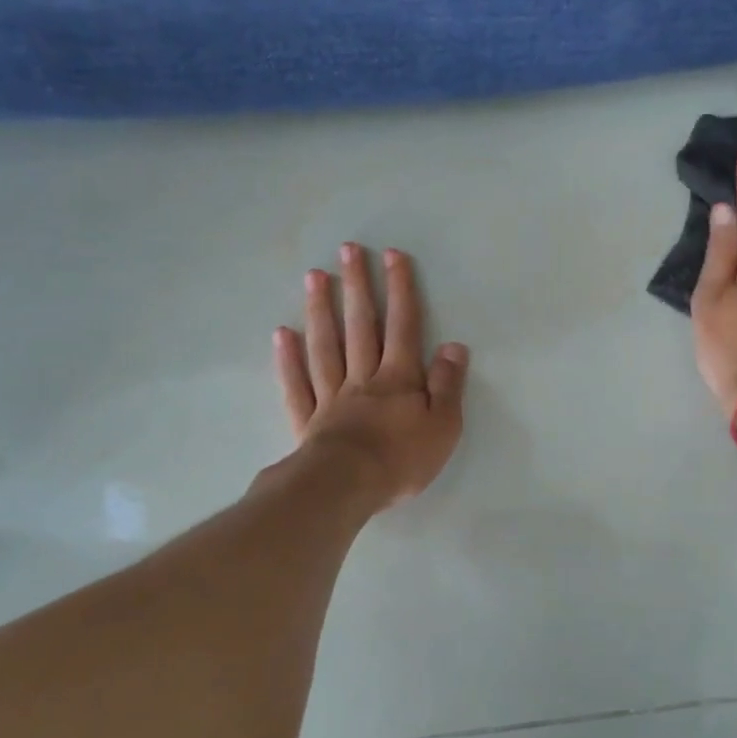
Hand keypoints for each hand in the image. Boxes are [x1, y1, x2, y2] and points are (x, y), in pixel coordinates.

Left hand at [274, 244, 468, 507]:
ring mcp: (331, 396)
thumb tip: (453, 346)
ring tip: (315, 276)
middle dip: (357, 286)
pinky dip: (289, 359)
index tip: (393, 255)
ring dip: (321, 309)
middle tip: (348, 250)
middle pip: (360, 326)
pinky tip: (283, 334)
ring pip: (325, 346)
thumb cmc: (401, 459)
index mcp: (398, 379)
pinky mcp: (308, 420)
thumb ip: (448, 385)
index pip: (403, 326)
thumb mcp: (443, 425)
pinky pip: (297, 384)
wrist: (346, 487)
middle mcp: (363, 378)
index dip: (400, 290)